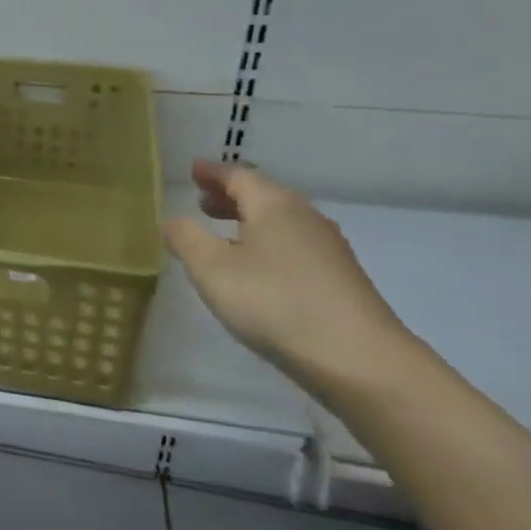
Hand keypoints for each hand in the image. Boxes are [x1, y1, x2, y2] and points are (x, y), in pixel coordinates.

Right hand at [162, 160, 417, 398]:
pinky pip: (294, 246)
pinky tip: (257, 268)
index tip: (193, 169)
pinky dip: (268, 243)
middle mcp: (305, 218)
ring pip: (281, 222)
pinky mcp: (340, 279)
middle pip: (264, 196)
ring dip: (249, 221)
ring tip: (225, 234)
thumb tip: (172, 221)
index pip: (239, 176)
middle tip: (202, 201)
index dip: (213, 172)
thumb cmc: (274, 302)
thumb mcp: (211, 268)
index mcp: (274, 205)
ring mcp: (329, 250)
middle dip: (231, 196)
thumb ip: (186, 238)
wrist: (359, 360)